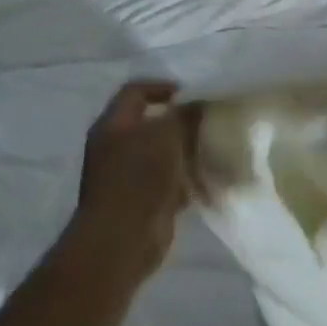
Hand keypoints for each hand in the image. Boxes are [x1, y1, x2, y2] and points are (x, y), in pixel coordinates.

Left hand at [68, 81, 200, 280]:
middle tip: (208, 120)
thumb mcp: (166, 136)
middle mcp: (115, 146)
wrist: (122, 238)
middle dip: (180, 122)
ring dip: (186, 151)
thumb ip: (183, 116)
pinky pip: (167, 181)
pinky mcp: (141, 200)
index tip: (191, 93)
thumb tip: (197, 103)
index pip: (134, 92)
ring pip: (161, 153)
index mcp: (113, 124)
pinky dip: (185, 179)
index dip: (162, 87)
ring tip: (213, 148)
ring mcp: (126, 176)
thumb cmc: (140, 177)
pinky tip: (207, 179)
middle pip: (150, 123)